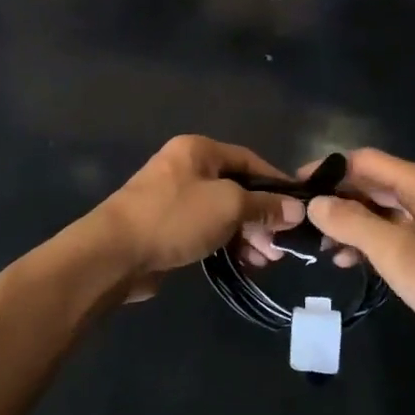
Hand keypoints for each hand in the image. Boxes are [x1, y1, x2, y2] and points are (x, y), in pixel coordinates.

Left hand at [95, 137, 304, 301]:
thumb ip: (264, 205)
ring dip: (247, 235)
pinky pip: (207, 231)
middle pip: (237, 189)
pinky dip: (227, 244)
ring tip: (266, 261)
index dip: (276, 183)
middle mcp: (186, 168)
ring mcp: (175, 199)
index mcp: (199, 150)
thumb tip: (296, 208)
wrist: (116, 252)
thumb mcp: (228, 205)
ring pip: (223, 213)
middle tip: (280, 245)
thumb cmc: (176, 217)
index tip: (298, 208)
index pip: (249, 160)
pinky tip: (245, 264)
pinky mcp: (168, 228)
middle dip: (262, 217)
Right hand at [304, 149, 414, 366]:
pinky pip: (401, 229)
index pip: (366, 160)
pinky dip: (375, 239)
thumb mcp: (394, 252)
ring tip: (326, 250)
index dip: (329, 171)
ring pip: (387, 209)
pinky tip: (356, 261)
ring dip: (355, 224)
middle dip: (340, 202)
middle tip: (307, 225)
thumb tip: (315, 203)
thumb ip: (351, 222)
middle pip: (376, 183)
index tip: (298, 189)